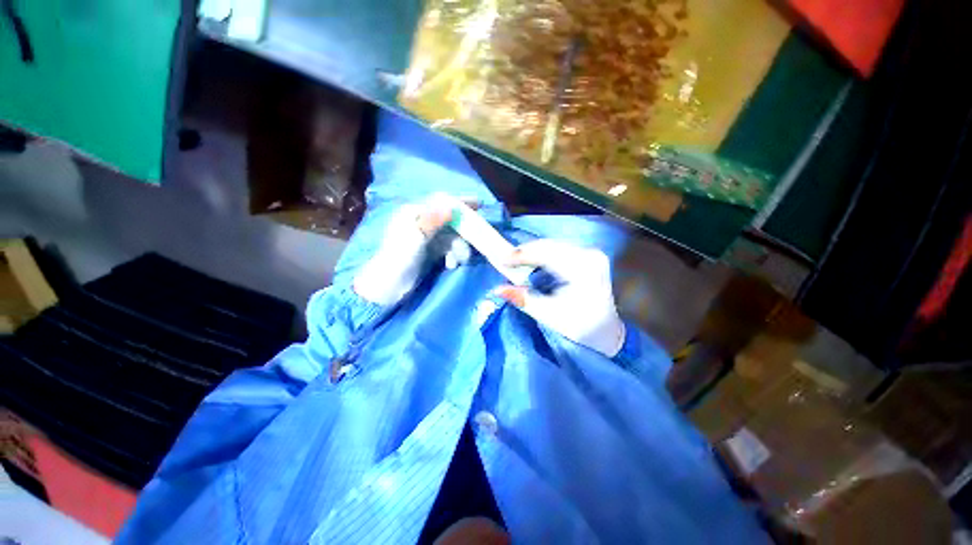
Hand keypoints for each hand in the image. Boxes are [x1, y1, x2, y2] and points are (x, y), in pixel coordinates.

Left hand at [353, 193, 473, 305]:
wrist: (388, 286)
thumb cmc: (399, 258)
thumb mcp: (416, 237)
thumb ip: (433, 221)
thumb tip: (451, 206)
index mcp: (414, 213)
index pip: (440, 202)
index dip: (460, 202)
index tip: (478, 204)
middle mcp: (421, 222)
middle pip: (450, 221)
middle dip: (462, 234)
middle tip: (472, 244)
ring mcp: (427, 237)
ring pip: (451, 236)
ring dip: (459, 248)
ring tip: (459, 261)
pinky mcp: (430, 251)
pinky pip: (448, 248)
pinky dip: (453, 255)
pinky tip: (451, 265)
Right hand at [493, 240, 625, 356]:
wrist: (607, 331)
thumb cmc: (580, 328)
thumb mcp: (550, 316)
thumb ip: (525, 300)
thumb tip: (498, 289)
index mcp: (584, 272)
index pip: (548, 255)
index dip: (523, 255)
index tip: (502, 259)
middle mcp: (591, 256)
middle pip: (551, 246)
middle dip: (526, 251)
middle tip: (506, 259)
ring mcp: (592, 253)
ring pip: (555, 244)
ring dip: (534, 250)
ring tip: (516, 259)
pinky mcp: (590, 254)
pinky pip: (561, 247)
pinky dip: (544, 252)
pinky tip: (533, 258)